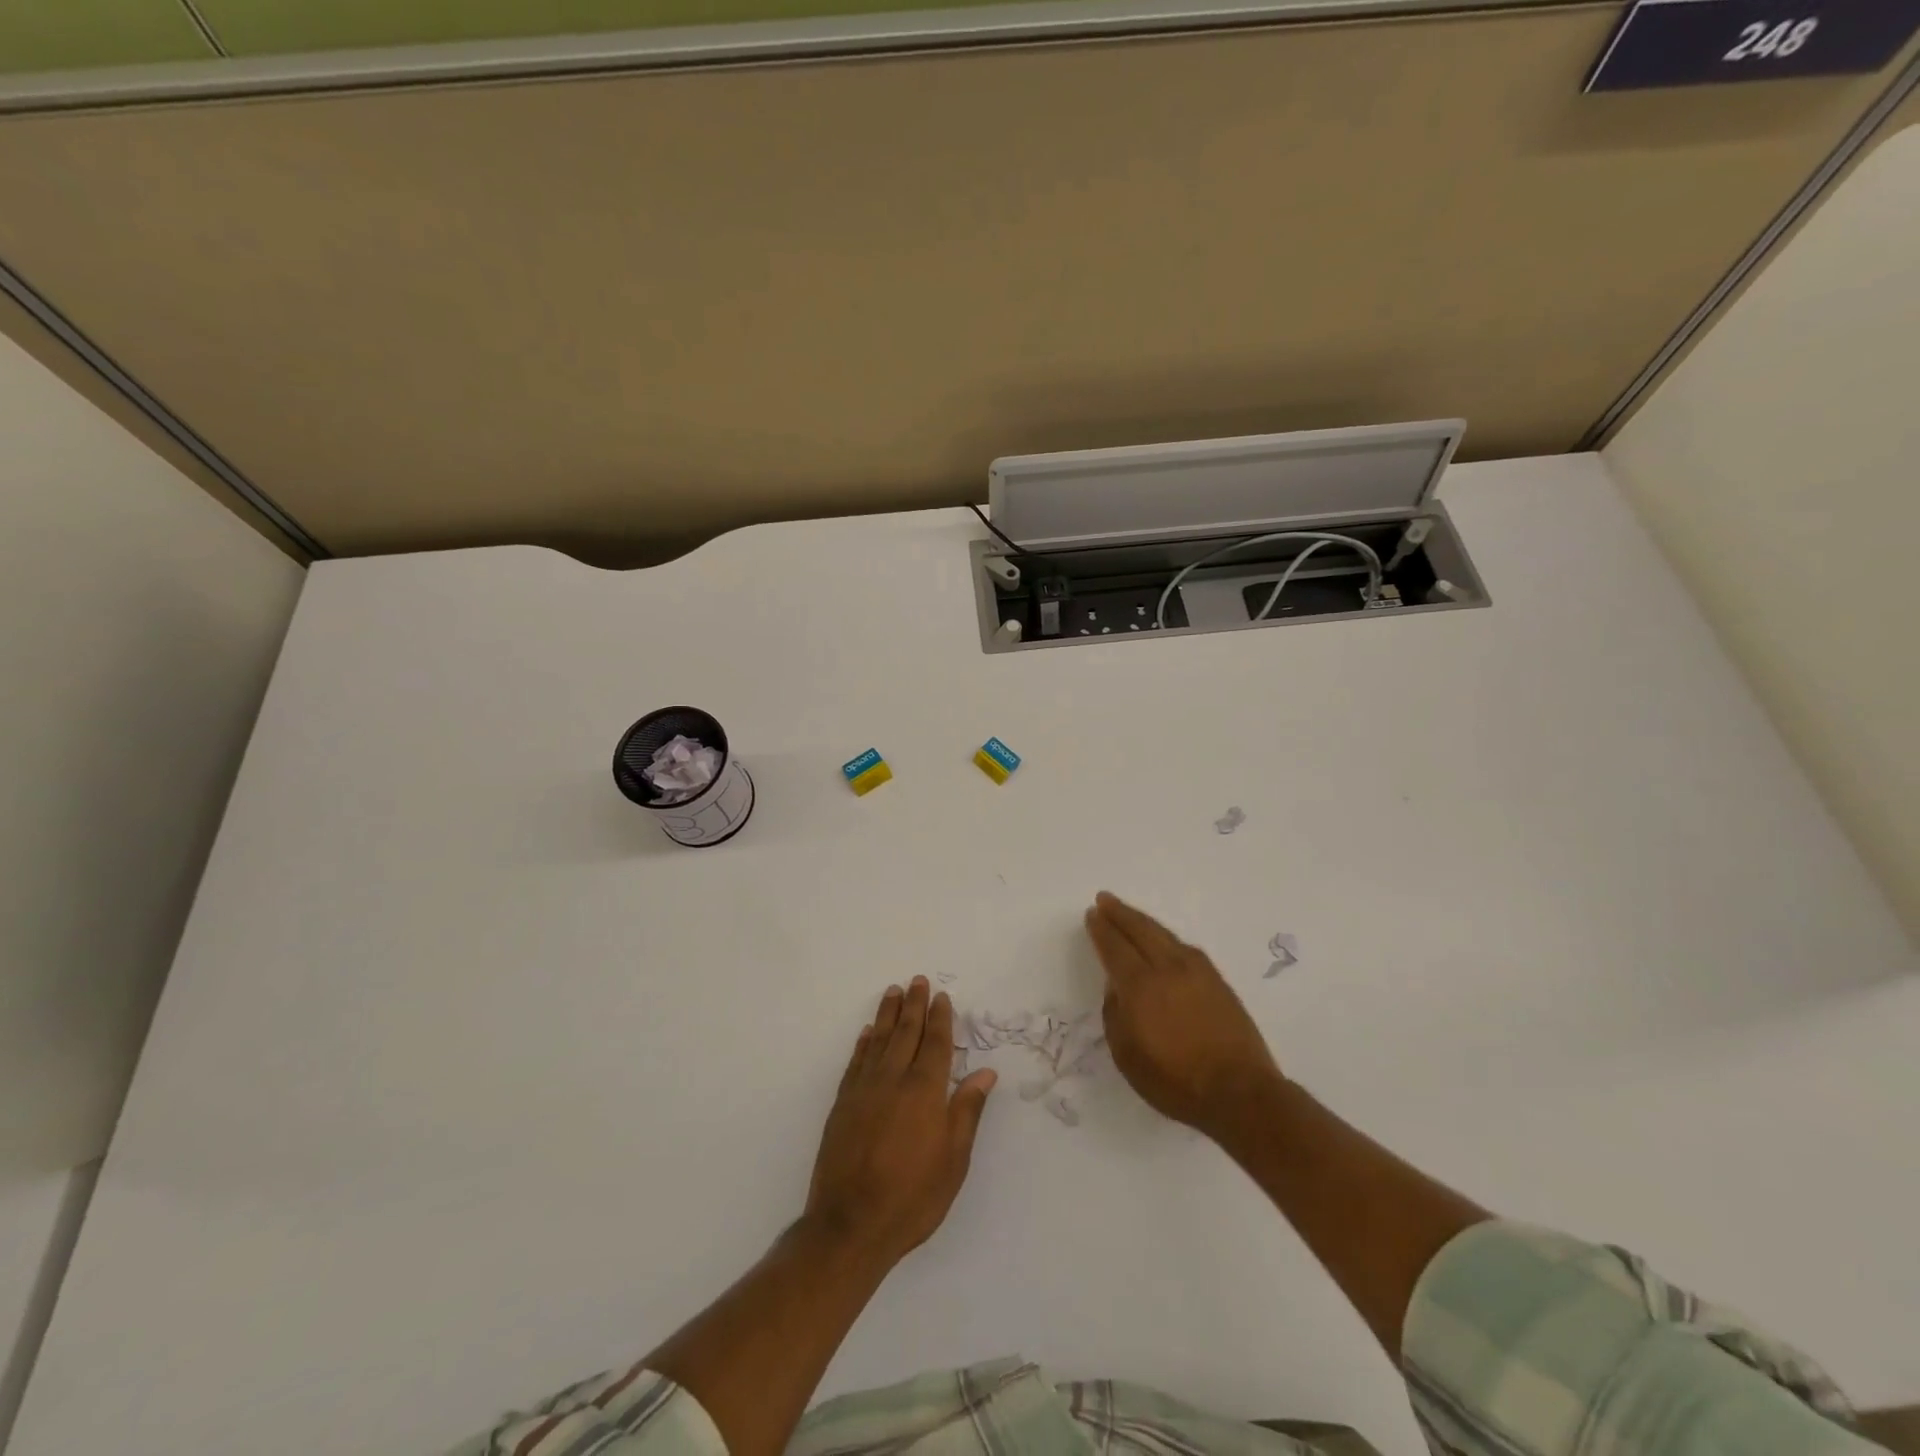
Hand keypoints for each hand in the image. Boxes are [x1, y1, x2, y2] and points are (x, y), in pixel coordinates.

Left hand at [804, 977, 996, 1267]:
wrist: (850, 1225)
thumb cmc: (912, 1196)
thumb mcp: (953, 1160)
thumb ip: (967, 1111)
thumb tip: (985, 1073)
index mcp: (925, 1091)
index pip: (935, 1044)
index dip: (940, 1018)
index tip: (941, 996)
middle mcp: (893, 1079)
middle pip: (906, 1033)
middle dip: (914, 1005)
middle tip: (917, 980)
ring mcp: (864, 1090)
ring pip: (879, 1041)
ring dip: (887, 1015)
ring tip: (893, 992)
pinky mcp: (842, 1104)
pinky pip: (856, 1062)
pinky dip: (864, 1043)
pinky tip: (868, 1032)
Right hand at [1084, 892, 1281, 1138]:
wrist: (1240, 1092)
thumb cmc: (1175, 1081)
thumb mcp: (1127, 1056)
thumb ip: (1115, 1016)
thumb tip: (1116, 988)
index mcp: (1140, 987)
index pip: (1115, 948)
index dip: (1102, 930)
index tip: (1093, 914)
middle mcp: (1167, 969)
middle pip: (1140, 931)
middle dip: (1120, 914)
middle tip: (1105, 899)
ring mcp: (1197, 972)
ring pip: (1165, 935)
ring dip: (1144, 921)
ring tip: (1130, 914)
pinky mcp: (1218, 981)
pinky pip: (1185, 947)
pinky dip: (1168, 938)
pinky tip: (1165, 940)